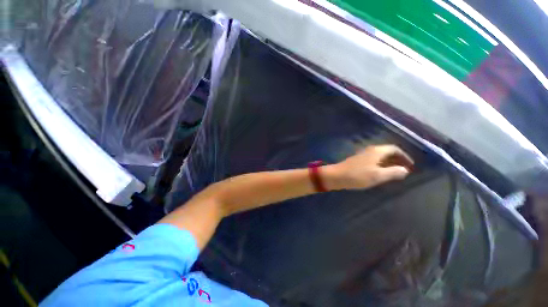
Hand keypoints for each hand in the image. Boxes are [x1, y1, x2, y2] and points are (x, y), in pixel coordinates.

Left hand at [323, 145, 413, 189]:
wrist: (336, 176)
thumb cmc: (357, 175)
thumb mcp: (378, 175)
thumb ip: (393, 172)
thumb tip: (405, 170)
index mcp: (377, 151)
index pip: (394, 149)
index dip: (404, 156)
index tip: (411, 165)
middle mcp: (370, 150)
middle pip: (387, 152)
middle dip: (397, 160)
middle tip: (404, 170)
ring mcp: (362, 155)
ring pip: (380, 156)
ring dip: (389, 163)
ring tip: (395, 172)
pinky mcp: (357, 161)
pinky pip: (373, 160)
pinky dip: (380, 165)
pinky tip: (381, 173)